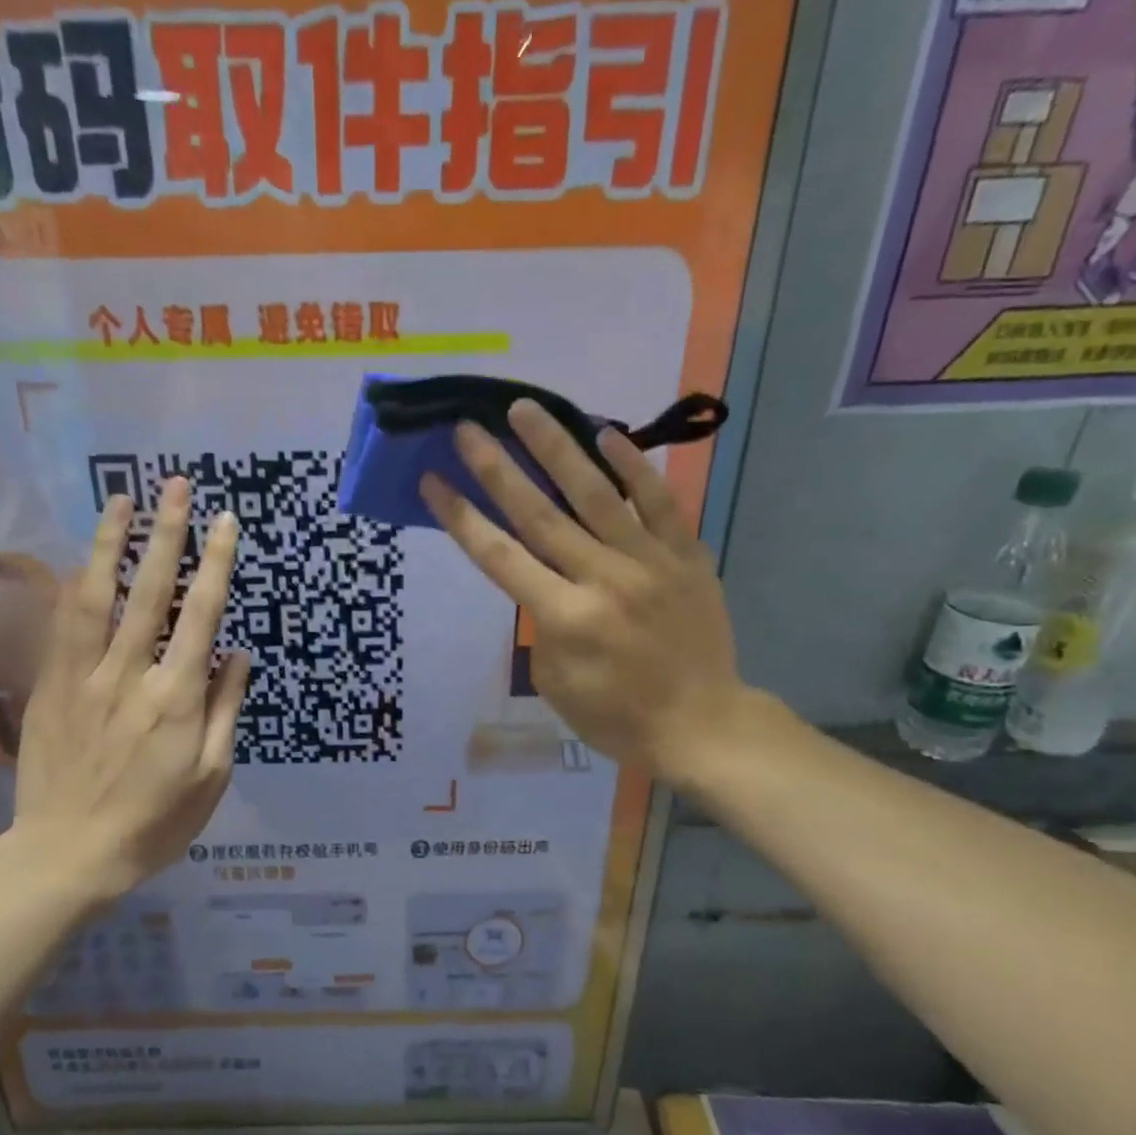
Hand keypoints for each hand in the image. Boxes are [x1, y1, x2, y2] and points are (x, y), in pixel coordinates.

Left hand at [0, 479, 248, 906]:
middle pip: (150, 593)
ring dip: (111, 545)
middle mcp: (129, 676)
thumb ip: (225, 709)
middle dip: (166, 535)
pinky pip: (60, 627)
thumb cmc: (154, 823)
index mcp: (176, 700)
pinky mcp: (49, 688)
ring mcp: (82, 678)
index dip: (216, 565)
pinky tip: (81, 560)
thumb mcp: (211, 776)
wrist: (69, 854)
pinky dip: (72, 586)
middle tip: (176, 485)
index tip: (225, 522)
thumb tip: (237, 653)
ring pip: (97, 598)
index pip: (201, 617)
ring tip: (122, 501)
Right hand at [419, 400, 752, 790]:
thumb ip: (542, 624)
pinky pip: (658, 502)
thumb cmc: (615, 717)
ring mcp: (650, 563)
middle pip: (541, 514)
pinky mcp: (687, 556)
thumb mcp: (555, 682)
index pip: (501, 557)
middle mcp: (604, 580)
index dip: (463, 518)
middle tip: (468, 428)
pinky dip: (632, 468)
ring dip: (557, 449)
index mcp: (565, 619)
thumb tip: (542, 580)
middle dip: (498, 469)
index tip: (434, 482)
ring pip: (596, 495)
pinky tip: (605, 436)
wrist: (701, 725)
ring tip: (526, 410)